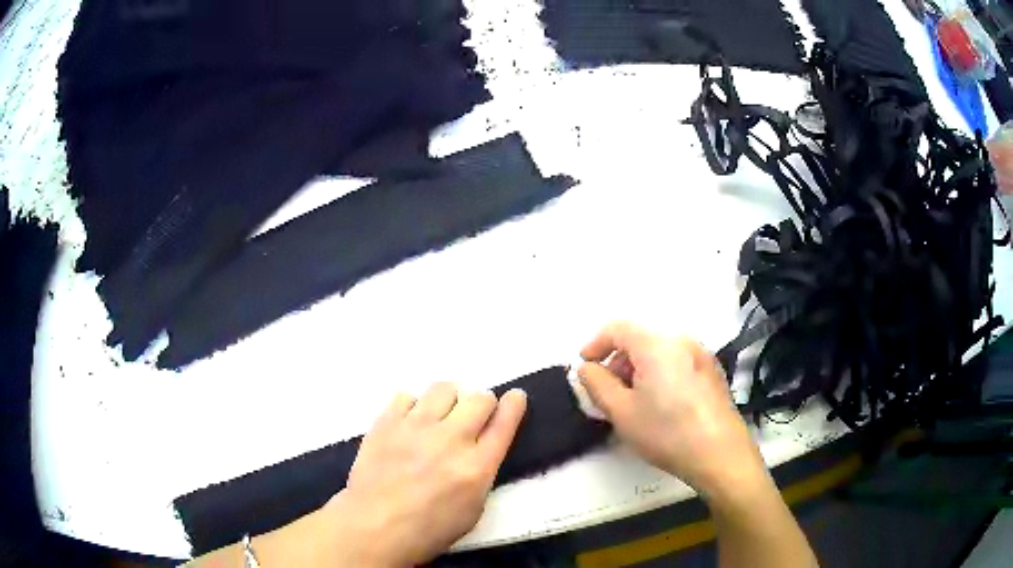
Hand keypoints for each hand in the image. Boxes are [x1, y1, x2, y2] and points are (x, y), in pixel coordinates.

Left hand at [322, 383, 526, 566]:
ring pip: (444, 388)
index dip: (514, 405)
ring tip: (440, 415)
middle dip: (482, 403)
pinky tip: (408, 423)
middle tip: (472, 416)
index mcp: (476, 467)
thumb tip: (480, 450)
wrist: (374, 526)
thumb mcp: (472, 511)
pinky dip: (412, 406)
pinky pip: (406, 396)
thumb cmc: (427, 529)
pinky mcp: (387, 422)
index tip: (515, 397)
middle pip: (479, 398)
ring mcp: (416, 427)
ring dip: (449, 400)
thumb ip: (481, 474)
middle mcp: (450, 439)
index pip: (504, 423)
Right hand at [577, 321, 767, 500]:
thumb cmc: (666, 432)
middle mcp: (681, 341)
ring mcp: (701, 354)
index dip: (595, 344)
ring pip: (659, 352)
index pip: (618, 328)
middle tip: (609, 394)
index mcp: (657, 346)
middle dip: (618, 362)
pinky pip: (677, 362)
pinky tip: (662, 405)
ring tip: (635, 403)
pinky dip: (660, 374)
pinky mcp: (713, 371)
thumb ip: (597, 384)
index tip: (585, 367)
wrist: (719, 452)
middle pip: (640, 340)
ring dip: (639, 370)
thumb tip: (587, 368)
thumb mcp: (621, 412)